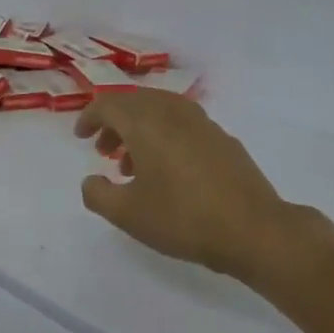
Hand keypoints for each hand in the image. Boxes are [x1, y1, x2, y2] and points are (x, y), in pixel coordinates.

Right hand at [73, 92, 295, 281]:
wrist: (252, 229)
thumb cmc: (182, 219)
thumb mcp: (127, 214)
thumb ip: (98, 195)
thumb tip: (91, 181)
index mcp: (147, 124)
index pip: (110, 104)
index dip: (90, 117)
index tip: (81, 136)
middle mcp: (174, 114)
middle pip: (136, 102)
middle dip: (115, 122)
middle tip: (103, 150)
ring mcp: (203, 124)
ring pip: (162, 111)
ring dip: (140, 129)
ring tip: (132, 165)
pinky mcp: (224, 139)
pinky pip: (184, 124)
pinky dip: (165, 136)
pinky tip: (167, 170)